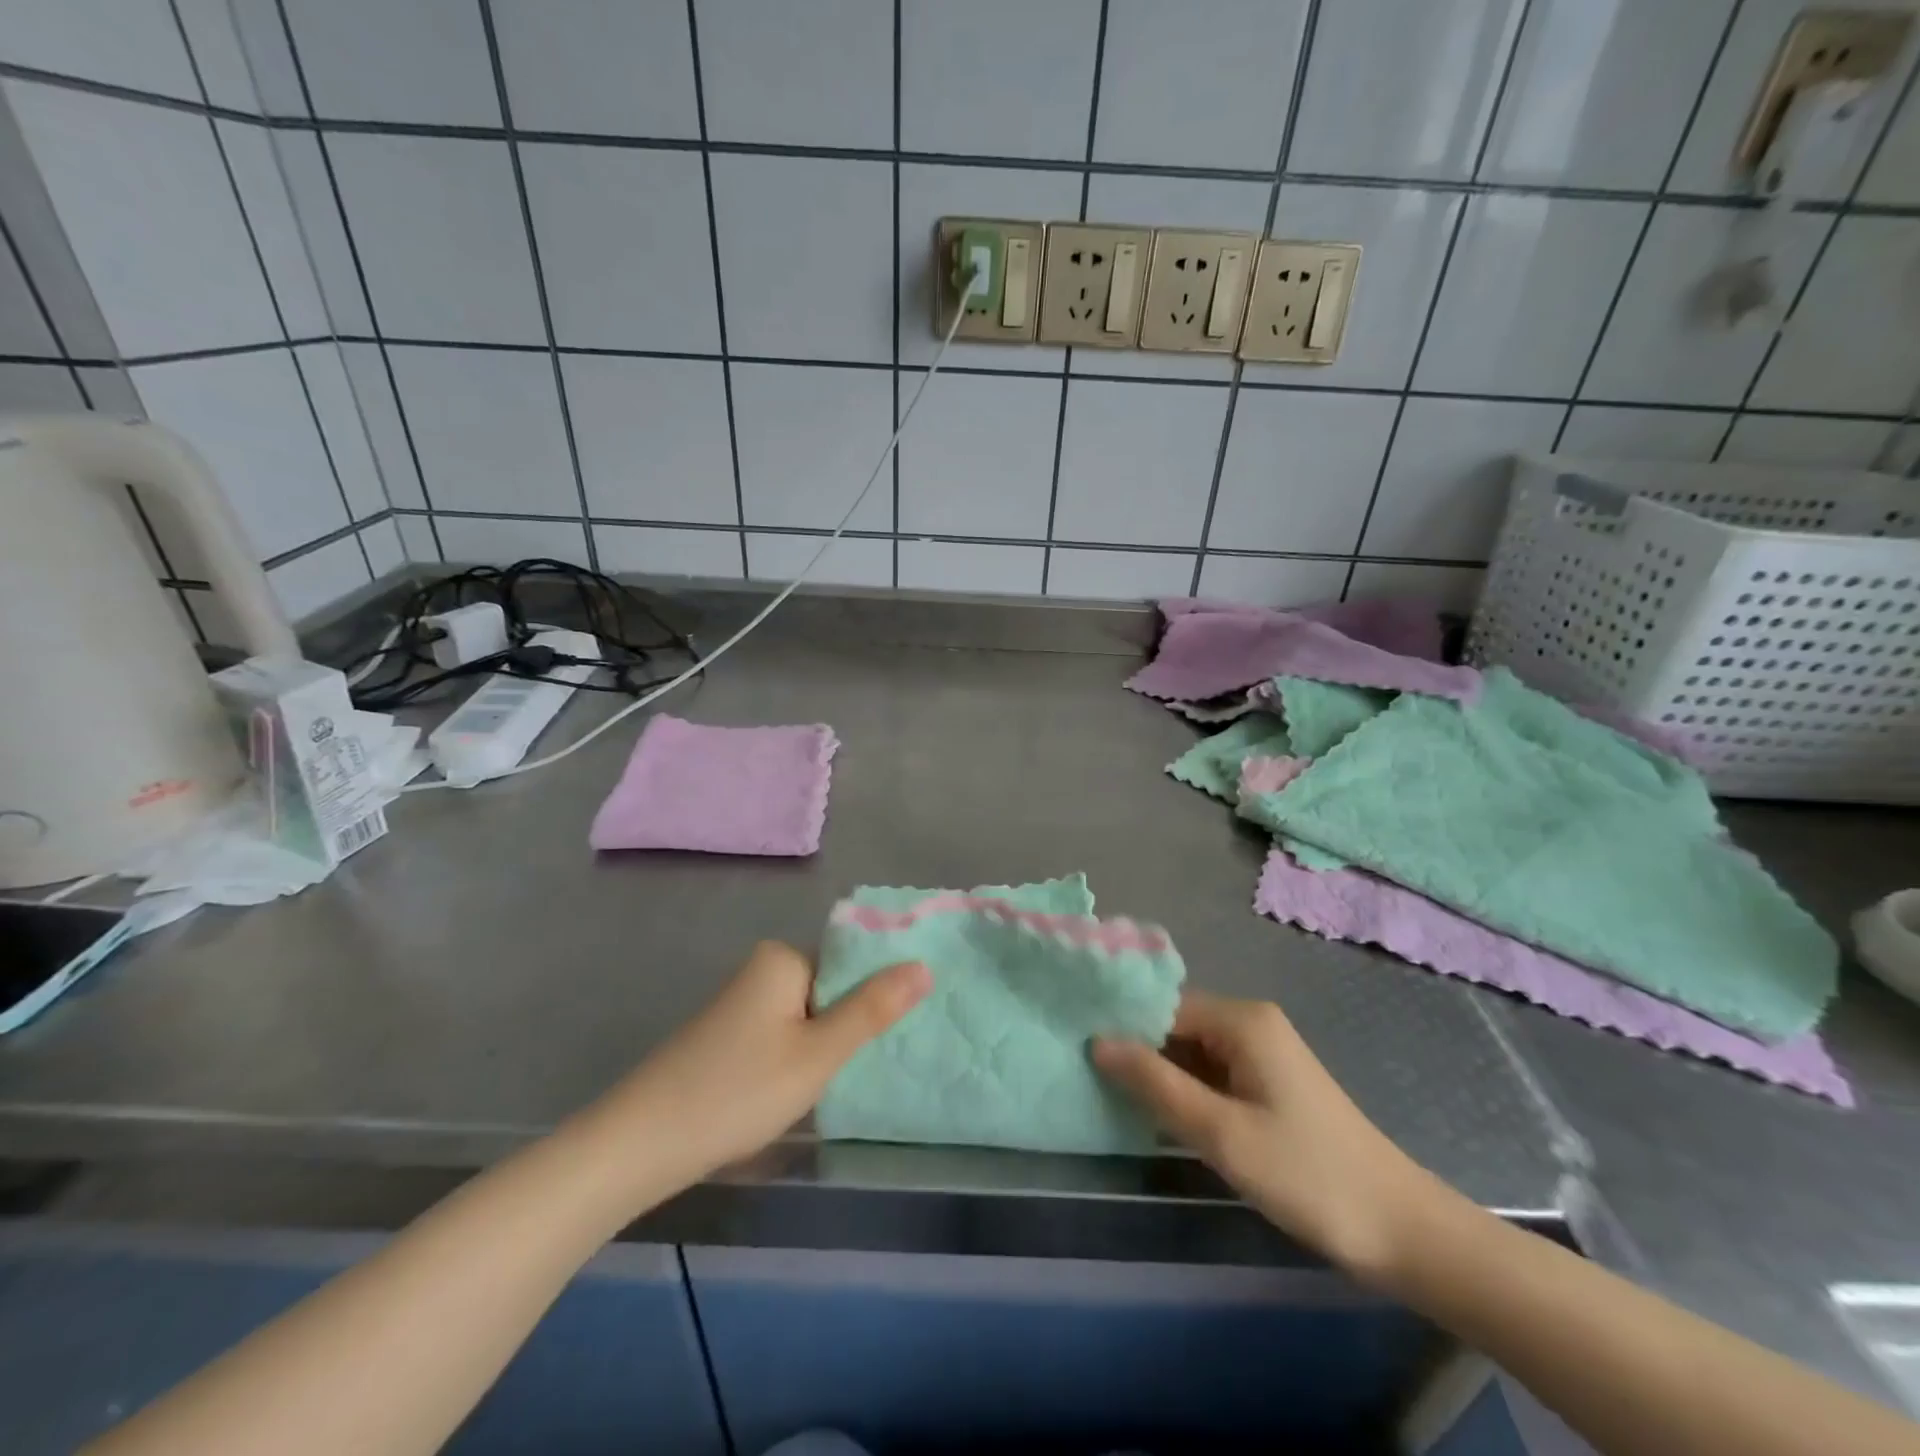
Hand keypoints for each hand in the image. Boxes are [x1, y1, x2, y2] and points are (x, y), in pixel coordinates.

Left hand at [584, 942, 929, 1199]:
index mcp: (783, 958)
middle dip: (847, 1028)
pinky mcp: (726, 1035)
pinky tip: (794, 1092)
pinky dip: (795, 1059)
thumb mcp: (817, 1054)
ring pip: (807, 1017)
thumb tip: (924, 966)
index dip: (874, 1000)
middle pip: (830, 990)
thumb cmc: (737, 1091)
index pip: (851, 964)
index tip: (891, 1037)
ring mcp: (741, 1003)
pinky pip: (781, 1035)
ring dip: (823, 1048)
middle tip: (858, 1070)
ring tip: (830, 1086)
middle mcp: (762, 969)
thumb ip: (872, 1010)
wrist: (638, 1145)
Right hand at [1094, 990, 1429, 1279]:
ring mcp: (1262, 1053)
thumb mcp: (1221, 1133)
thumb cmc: (1307, 1176)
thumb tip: (1097, 1041)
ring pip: (1190, 1051)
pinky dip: (1183, 1090)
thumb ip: (1155, 1083)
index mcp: (1241, 1020)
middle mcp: (1250, 1023)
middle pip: (1174, 1025)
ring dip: (1157, 1074)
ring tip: (1107, 1095)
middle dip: (1136, 1050)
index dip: (1121, 1026)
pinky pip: (1211, 1073)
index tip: (1077, 1048)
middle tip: (1086, 1077)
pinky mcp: (1268, 1083)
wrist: (1403, 1233)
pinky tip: (1154, 1114)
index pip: (1162, 1006)